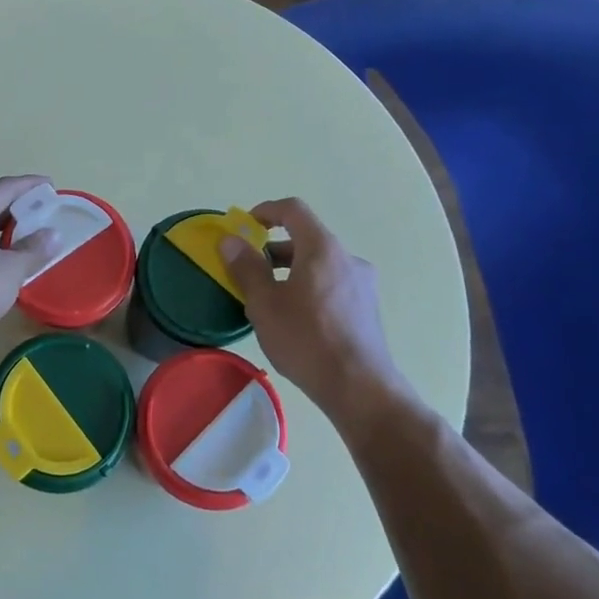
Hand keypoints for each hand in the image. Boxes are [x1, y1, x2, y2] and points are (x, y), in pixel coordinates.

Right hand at [220, 197, 410, 419]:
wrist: (360, 388)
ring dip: (292, 270)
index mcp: (322, 248)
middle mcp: (347, 258)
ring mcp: (363, 284)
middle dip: (274, 248)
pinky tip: (297, 319)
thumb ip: (246, 268)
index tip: (245, 226)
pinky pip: (332, 284)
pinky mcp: (367, 308)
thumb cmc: (307, 339)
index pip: (294, 210)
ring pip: (320, 264)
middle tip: (250, 270)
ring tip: (270, 299)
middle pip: (307, 238)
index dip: (266, 210)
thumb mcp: (265, 304)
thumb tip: (231, 241)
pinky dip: (310, 287)